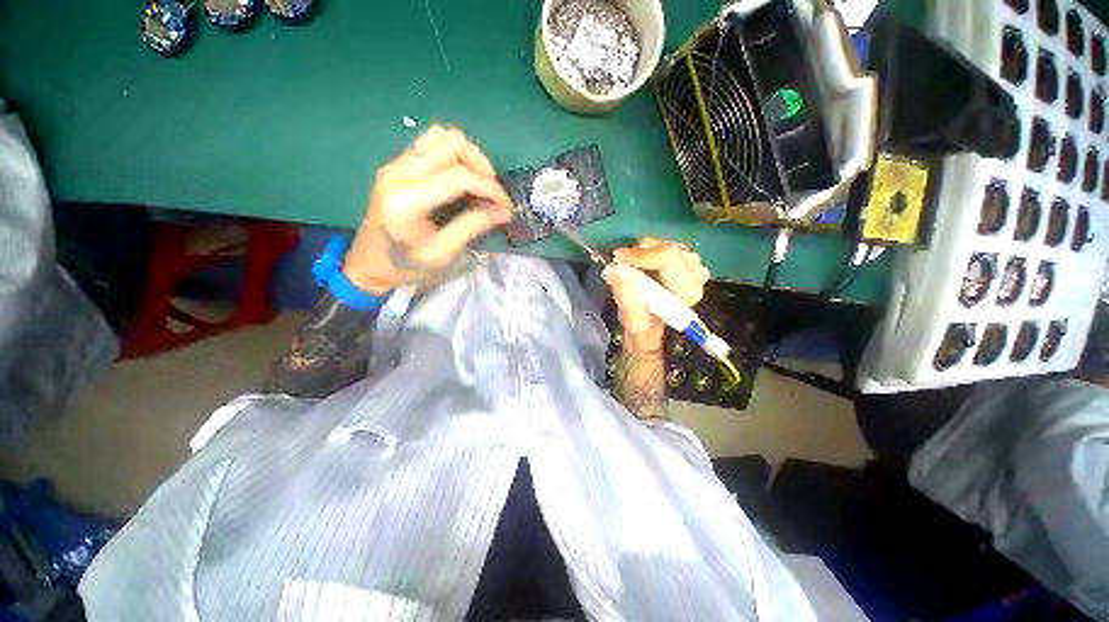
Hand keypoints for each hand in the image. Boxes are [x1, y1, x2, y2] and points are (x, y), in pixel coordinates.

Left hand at [342, 125, 513, 293]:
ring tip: (479, 183)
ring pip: (442, 136)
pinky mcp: (397, 163)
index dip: (491, 188)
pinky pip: (431, 143)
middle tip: (493, 195)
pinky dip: (454, 155)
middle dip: (482, 167)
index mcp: (408, 200)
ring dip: (468, 156)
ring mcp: (395, 163)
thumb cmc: (407, 265)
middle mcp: (399, 172)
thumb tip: (505, 211)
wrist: (369, 263)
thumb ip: (473, 226)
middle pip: (453, 143)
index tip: (507, 207)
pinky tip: (460, 178)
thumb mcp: (443, 253)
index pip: (460, 176)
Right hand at [605, 238, 709, 353]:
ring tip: (630, 267)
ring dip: (642, 253)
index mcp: (688, 290)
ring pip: (662, 244)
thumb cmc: (643, 325)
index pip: (668, 257)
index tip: (618, 259)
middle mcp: (696, 273)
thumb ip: (626, 295)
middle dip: (639, 253)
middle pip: (665, 248)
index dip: (641, 255)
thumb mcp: (632, 319)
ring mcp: (692, 263)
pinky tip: (640, 265)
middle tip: (620, 263)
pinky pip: (662, 245)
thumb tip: (618, 269)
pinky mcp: (684, 259)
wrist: (651, 324)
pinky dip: (647, 251)